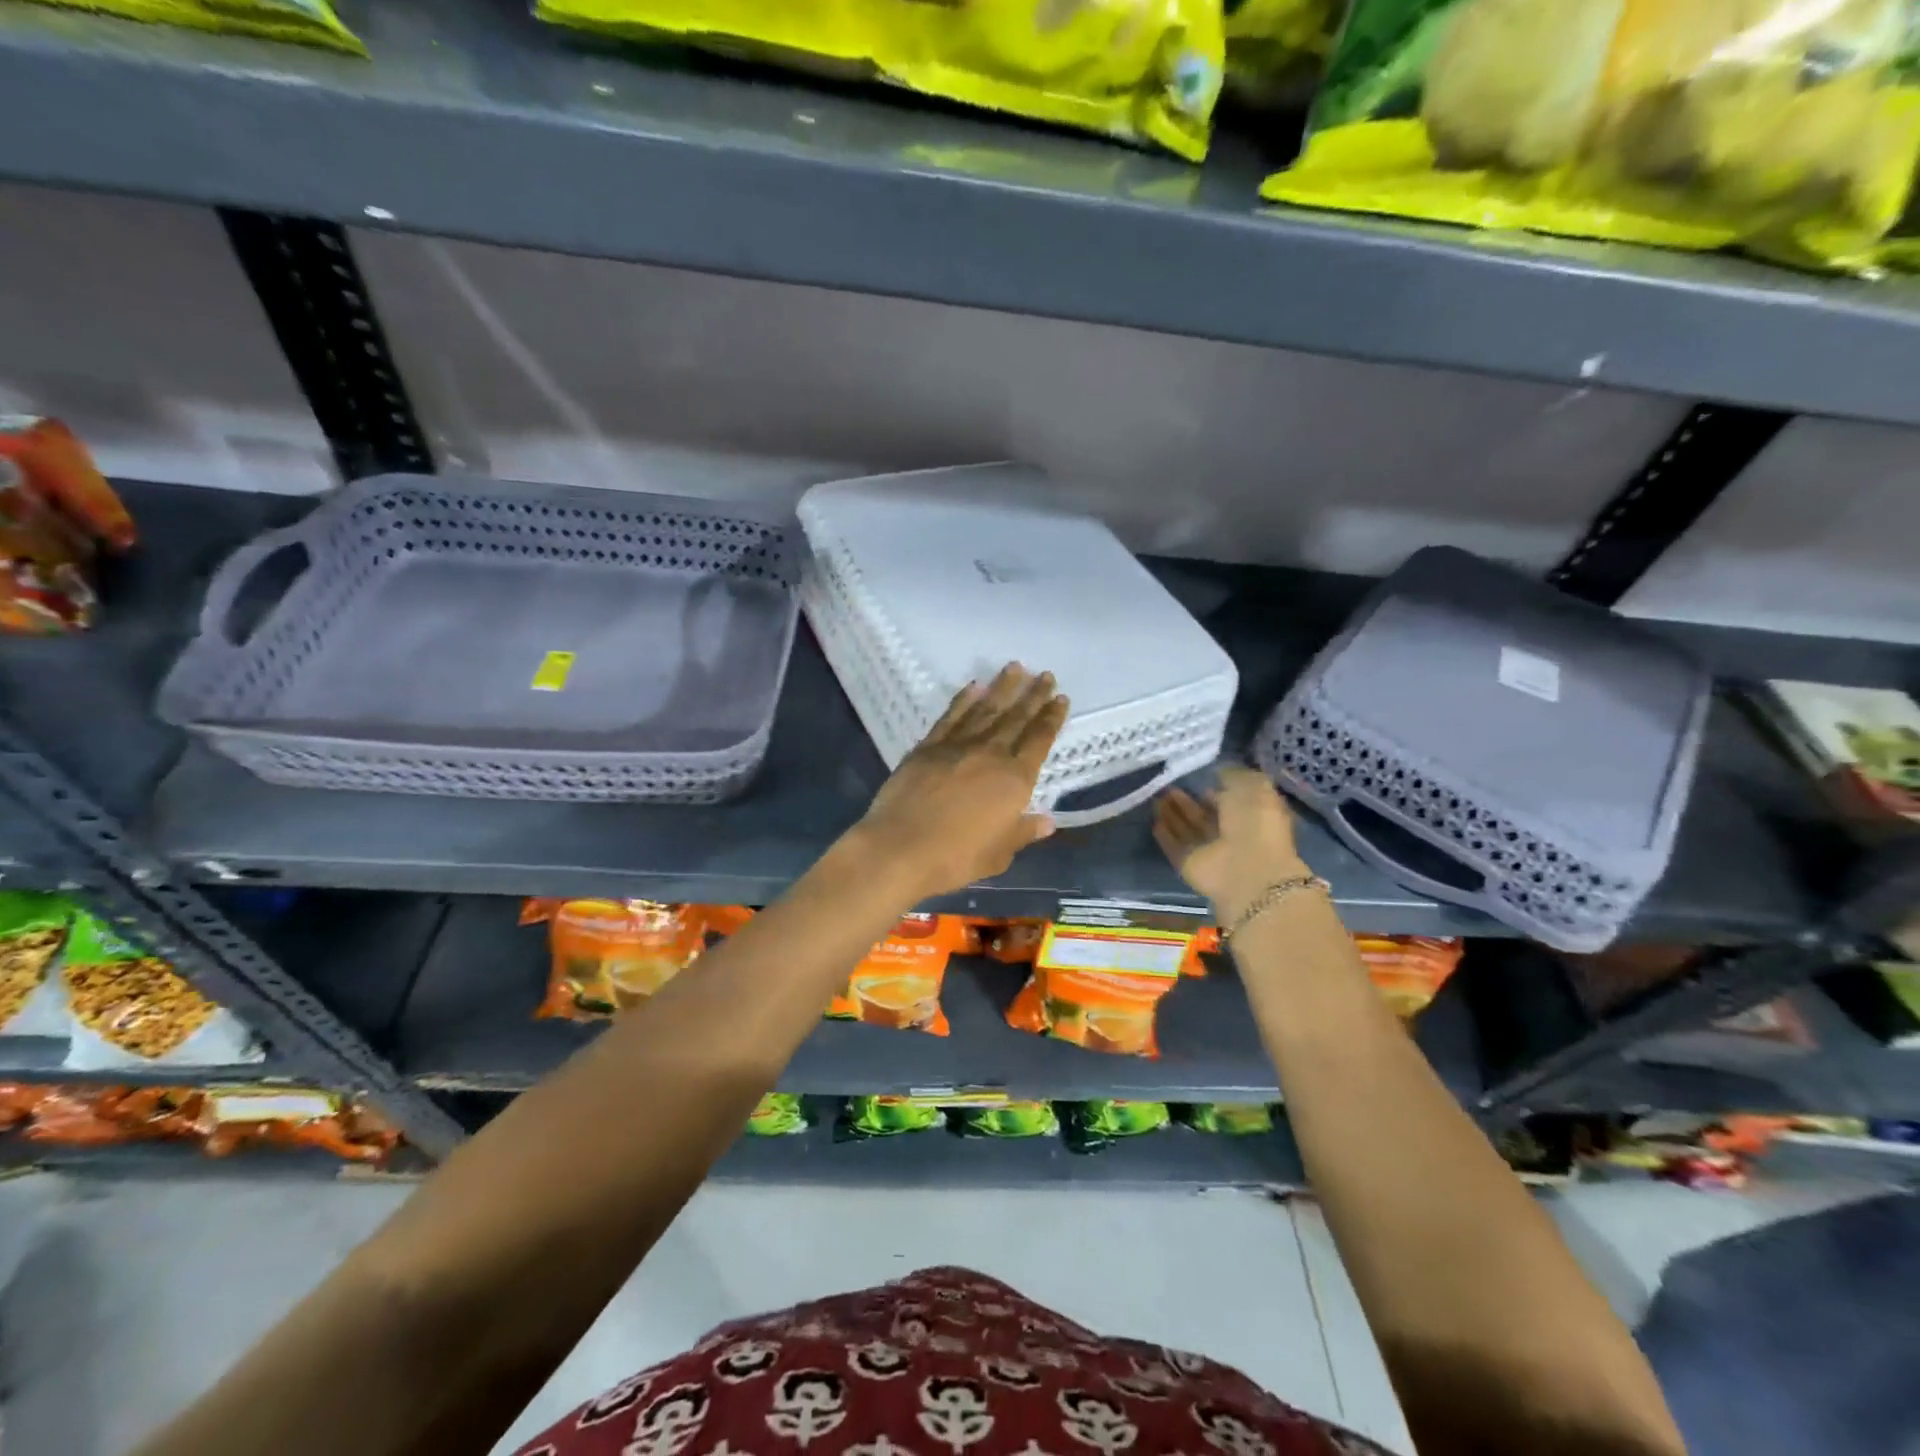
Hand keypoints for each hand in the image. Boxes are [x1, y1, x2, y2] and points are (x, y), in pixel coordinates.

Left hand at [853, 664, 1068, 899]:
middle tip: (1045, 674)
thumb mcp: (999, 854)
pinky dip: (963, 700)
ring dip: (1002, 688)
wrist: (900, 848)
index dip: (1051, 719)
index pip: (1039, 741)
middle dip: (1033, 696)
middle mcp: (990, 754)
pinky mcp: (928, 747)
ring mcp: (957, 746)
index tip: (1060, 698)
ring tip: (1015, 668)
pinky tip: (973, 687)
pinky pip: (951, 717)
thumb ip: (1023, 833)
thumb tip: (1047, 821)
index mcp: (1014, 780)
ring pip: (985, 710)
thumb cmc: (956, 857)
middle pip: (1016, 718)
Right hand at [1153, 765, 1310, 920]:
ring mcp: (1210, 852)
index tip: (1196, 778)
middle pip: (1204, 816)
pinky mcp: (1190, 865)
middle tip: (1167, 786)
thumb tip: (1219, 771)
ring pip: (1188, 829)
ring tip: (1155, 797)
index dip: (1214, 790)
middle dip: (1186, 802)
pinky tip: (1154, 821)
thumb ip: (1234, 776)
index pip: (1229, 801)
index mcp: (1252, 816)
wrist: (1247, 869)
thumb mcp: (1253, 787)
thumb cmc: (1256, 823)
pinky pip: (1175, 847)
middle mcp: (1231, 834)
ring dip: (1173, 815)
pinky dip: (1166, 835)